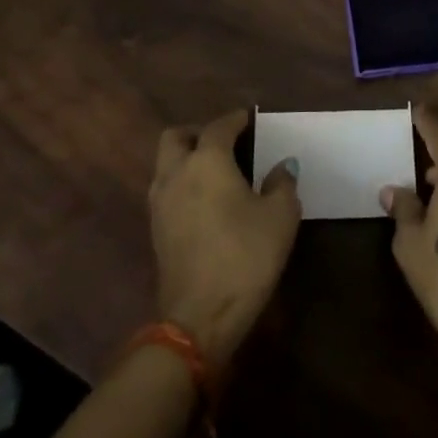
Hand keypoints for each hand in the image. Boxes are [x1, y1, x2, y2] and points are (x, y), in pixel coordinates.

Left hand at [150, 109, 301, 365]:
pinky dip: (181, 184)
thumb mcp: (280, 217)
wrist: (200, 318)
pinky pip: (165, 191)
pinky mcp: (155, 231)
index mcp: (207, 161)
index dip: (235, 120)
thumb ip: (282, 184)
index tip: (248, 118)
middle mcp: (177, 173)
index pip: (218, 127)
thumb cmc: (245, 256)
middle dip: (197, 133)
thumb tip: (282, 167)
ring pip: (165, 164)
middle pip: (176, 137)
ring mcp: (160, 203)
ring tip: (214, 171)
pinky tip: (204, 201)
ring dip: (185, 159)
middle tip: (223, 141)